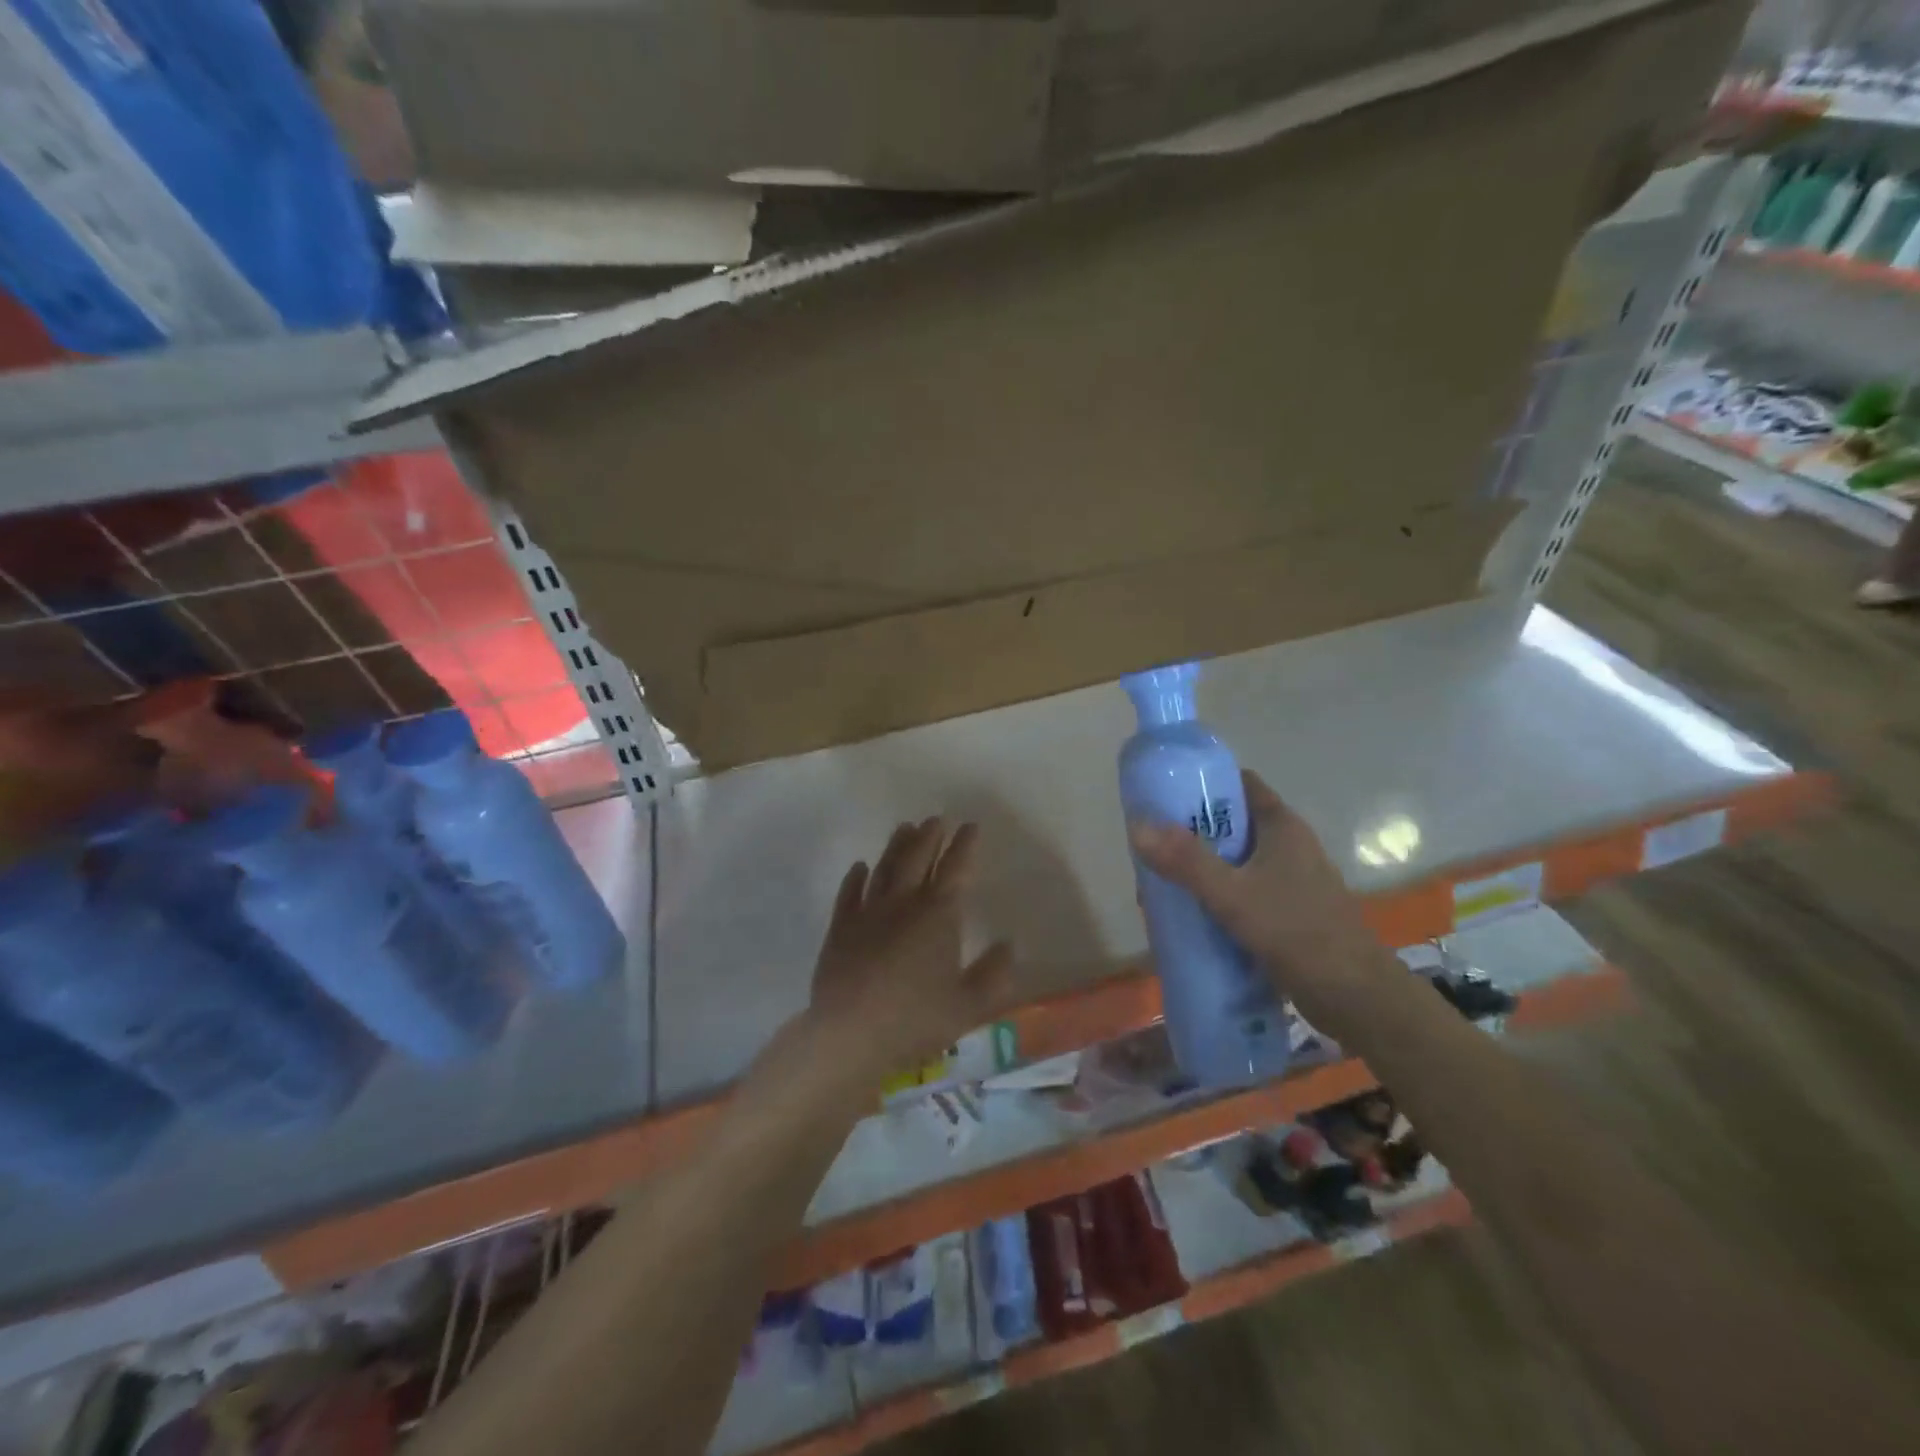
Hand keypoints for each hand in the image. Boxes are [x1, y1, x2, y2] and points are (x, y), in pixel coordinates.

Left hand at [799, 817, 1014, 1098]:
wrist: (849, 1035)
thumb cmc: (915, 1021)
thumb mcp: (969, 1006)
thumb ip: (993, 975)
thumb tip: (1008, 945)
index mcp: (938, 916)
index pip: (956, 870)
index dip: (965, 846)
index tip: (970, 826)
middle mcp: (903, 904)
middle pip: (917, 859)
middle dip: (929, 836)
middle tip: (936, 819)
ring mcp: (867, 913)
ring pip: (884, 869)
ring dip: (896, 846)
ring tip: (904, 827)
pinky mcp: (840, 929)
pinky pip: (848, 894)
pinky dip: (855, 877)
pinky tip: (859, 867)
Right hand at [1127, 770, 1393, 1034]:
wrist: (1357, 998)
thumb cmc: (1297, 932)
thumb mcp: (1233, 894)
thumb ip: (1186, 861)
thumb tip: (1137, 825)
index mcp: (1282, 826)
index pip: (1240, 784)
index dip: (1203, 783)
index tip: (1163, 795)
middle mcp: (1289, 846)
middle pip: (1232, 825)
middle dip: (1191, 834)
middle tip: (1152, 848)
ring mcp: (1292, 881)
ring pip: (1236, 863)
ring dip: (1202, 870)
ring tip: (1162, 886)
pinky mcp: (1289, 913)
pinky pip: (1244, 893)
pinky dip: (1218, 898)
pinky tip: (1192, 918)